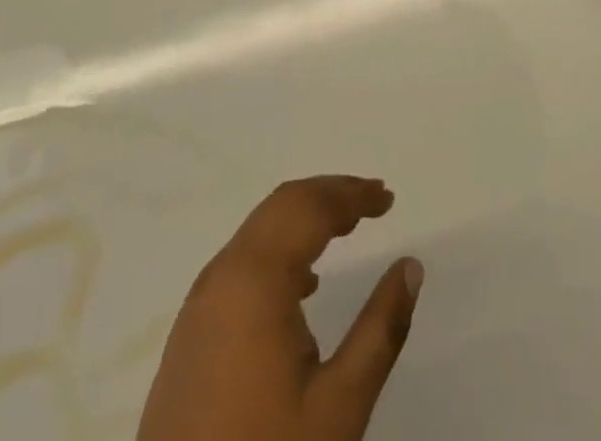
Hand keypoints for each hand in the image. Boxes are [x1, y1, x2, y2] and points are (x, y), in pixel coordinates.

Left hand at [139, 176, 422, 440]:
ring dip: (304, 218)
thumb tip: (410, 266)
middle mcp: (223, 275)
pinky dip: (279, 247)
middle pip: (282, 206)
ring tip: (346, 227)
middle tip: (372, 200)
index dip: (352, 194)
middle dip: (330, 195)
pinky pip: (241, 262)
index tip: (387, 197)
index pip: (310, 206)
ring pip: (259, 231)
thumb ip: (380, 329)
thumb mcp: (339, 406)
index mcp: (256, 278)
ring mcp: (200, 304)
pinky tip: (302, 284)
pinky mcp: (190, 334)